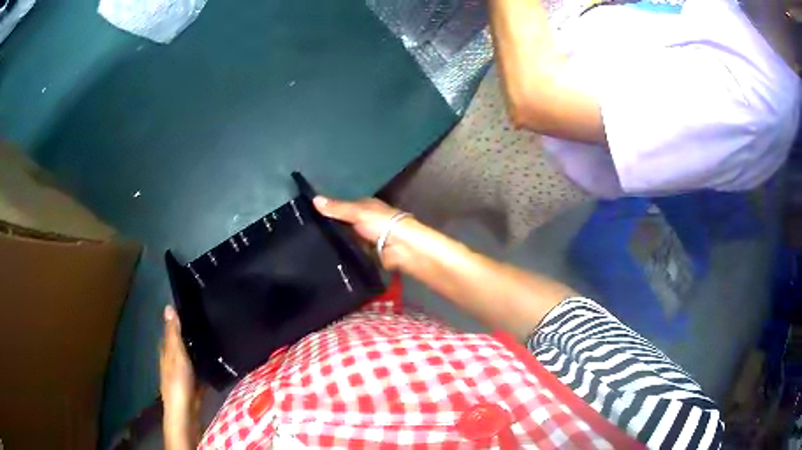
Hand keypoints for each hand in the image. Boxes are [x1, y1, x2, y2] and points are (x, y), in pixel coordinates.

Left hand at [160, 305, 203, 448]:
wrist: (186, 410)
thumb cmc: (178, 380)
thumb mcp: (176, 353)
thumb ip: (174, 333)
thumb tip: (168, 307)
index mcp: (166, 350)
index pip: (171, 329)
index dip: (179, 319)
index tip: (193, 308)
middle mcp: (173, 359)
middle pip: (182, 342)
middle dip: (191, 333)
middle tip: (210, 321)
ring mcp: (184, 372)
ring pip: (192, 355)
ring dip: (200, 348)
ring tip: (216, 336)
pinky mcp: (195, 382)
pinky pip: (201, 367)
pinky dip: (206, 362)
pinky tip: (216, 359)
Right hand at [313, 196, 413, 268]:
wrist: (402, 248)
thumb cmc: (381, 223)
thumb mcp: (357, 212)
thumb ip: (337, 208)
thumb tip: (314, 198)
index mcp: (365, 206)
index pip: (342, 207)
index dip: (328, 211)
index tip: (308, 218)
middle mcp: (365, 221)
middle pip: (344, 225)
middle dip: (330, 230)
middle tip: (307, 236)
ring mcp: (366, 239)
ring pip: (346, 241)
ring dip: (336, 245)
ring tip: (312, 249)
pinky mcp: (367, 255)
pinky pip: (351, 254)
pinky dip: (344, 257)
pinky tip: (327, 260)